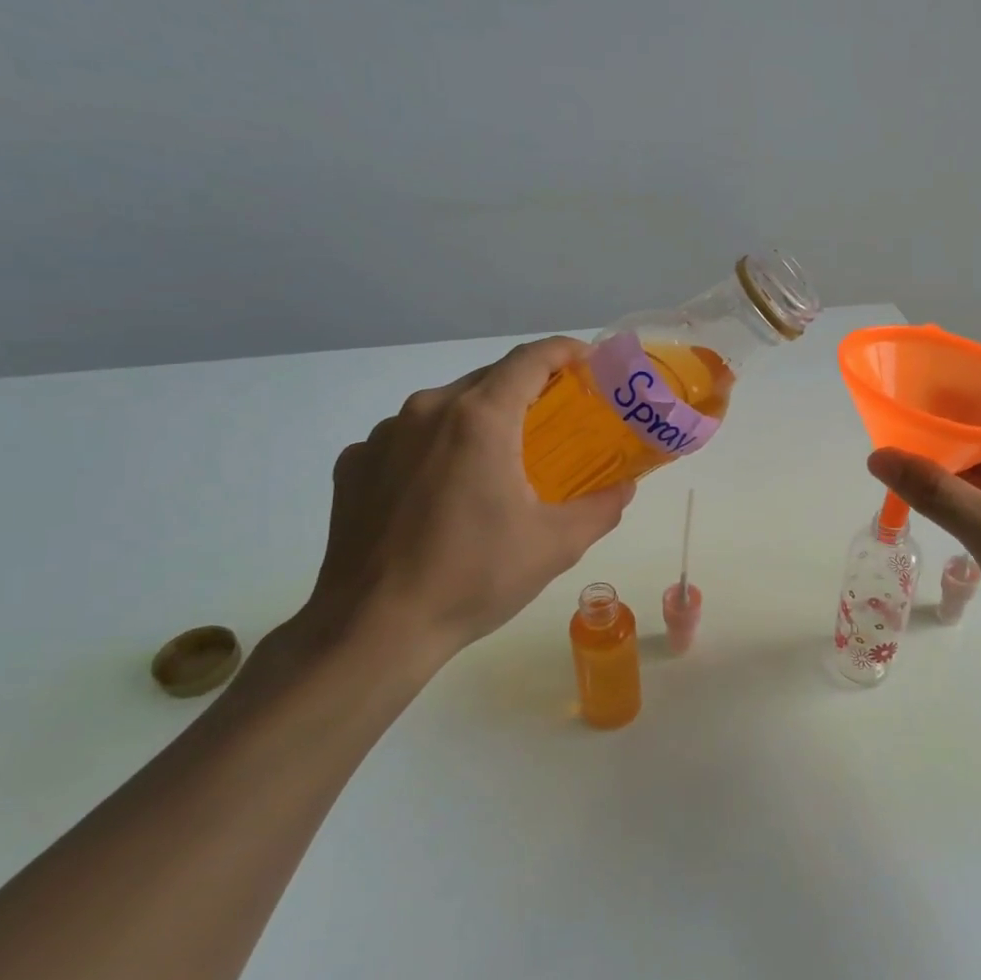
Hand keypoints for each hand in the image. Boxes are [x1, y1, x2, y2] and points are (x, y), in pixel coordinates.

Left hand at [255, 337, 634, 705]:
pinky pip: (406, 440)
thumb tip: (625, 487)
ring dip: (478, 421)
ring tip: (496, 462)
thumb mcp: (556, 545)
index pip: (530, 358)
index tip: (589, 364)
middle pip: (488, 379)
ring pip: (444, 408)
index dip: (565, 351)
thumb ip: (601, 507)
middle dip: (526, 390)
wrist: (374, 628)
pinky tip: (441, 494)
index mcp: (480, 418)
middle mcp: (427, 410)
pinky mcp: (355, 465)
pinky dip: (434, 451)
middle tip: (554, 421)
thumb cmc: (474, 577)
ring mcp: (383, 436)